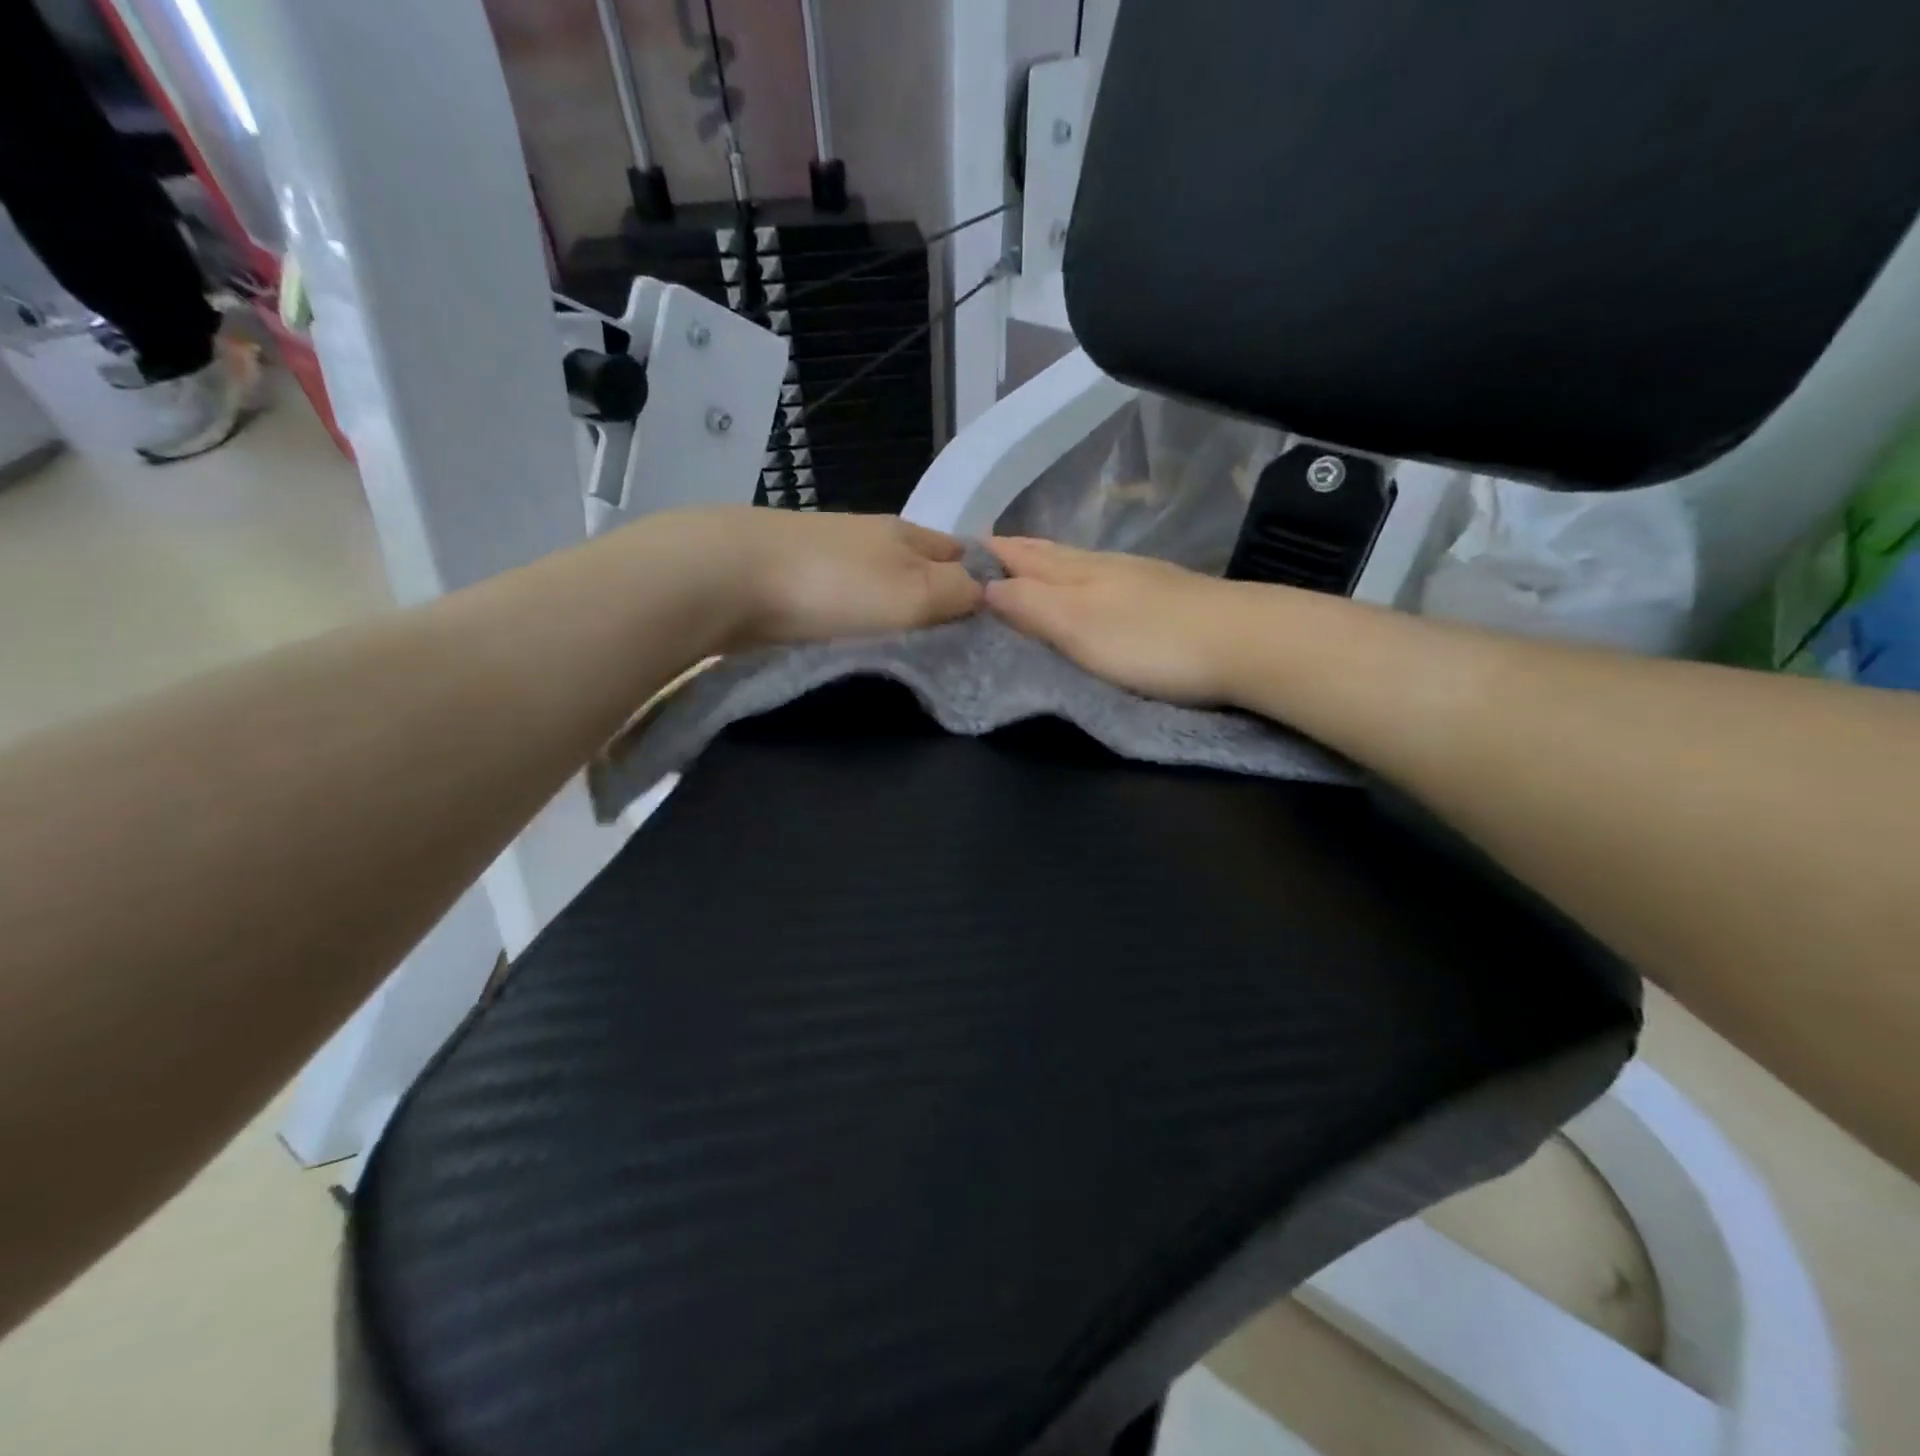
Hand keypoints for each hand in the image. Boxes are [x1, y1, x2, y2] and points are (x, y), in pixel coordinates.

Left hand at [686, 508, 983, 647]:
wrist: (727, 576)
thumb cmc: (833, 587)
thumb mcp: (914, 593)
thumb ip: (958, 593)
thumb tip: (989, 592)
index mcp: (907, 534)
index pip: (962, 553)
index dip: (984, 582)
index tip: (994, 623)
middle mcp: (871, 536)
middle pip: (920, 567)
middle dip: (938, 598)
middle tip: (951, 647)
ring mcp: (828, 553)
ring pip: (879, 582)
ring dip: (894, 608)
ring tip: (906, 647)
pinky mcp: (792, 576)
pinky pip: (842, 598)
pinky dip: (856, 615)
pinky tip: (855, 636)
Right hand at [985, 537, 1242, 703]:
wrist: (1247, 642)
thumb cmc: (1152, 641)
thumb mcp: (1078, 627)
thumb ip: (1031, 607)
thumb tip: (985, 587)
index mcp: (1076, 572)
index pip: (1020, 555)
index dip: (988, 554)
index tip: (954, 552)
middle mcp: (1103, 565)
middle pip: (1048, 552)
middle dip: (1013, 551)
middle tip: (982, 553)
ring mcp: (1138, 577)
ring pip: (1076, 562)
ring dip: (1045, 562)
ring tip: (1024, 566)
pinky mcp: (1164, 594)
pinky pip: (1102, 576)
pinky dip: (1077, 576)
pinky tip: (1087, 584)